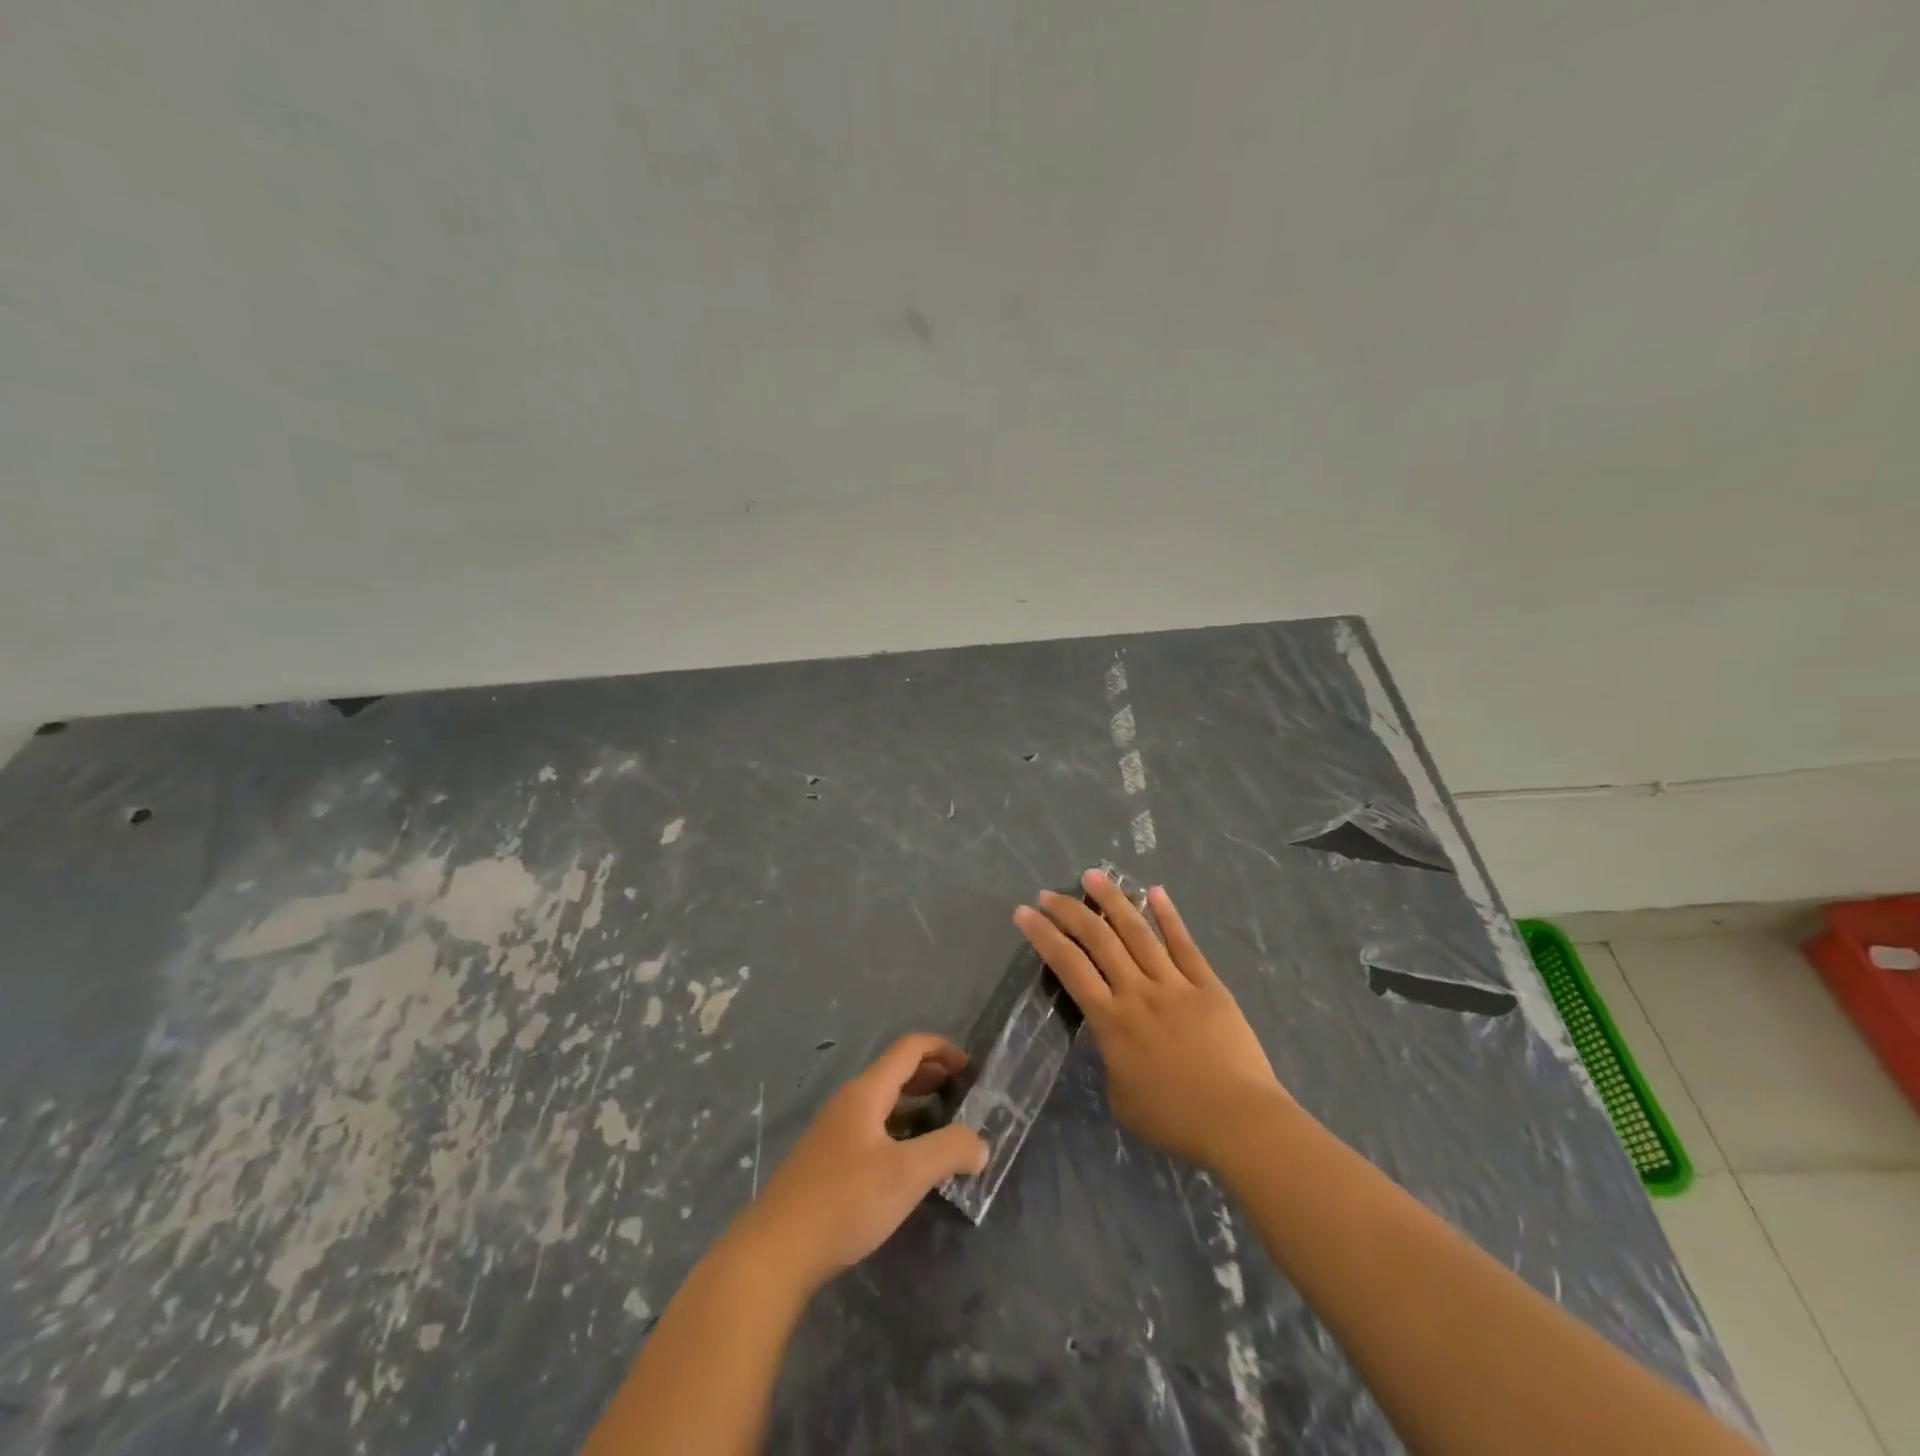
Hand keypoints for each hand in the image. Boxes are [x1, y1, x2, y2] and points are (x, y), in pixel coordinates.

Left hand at [729, 1034, 987, 1295]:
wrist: (774, 1253)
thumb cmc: (843, 1201)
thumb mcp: (905, 1175)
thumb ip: (948, 1152)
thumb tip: (980, 1144)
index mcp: (866, 1092)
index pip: (909, 1049)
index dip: (943, 1049)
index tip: (971, 1070)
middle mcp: (849, 1103)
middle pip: (896, 1072)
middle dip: (932, 1076)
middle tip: (963, 1097)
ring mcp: (834, 1133)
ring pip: (884, 1104)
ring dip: (916, 1106)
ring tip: (944, 1129)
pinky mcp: (827, 1164)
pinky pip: (872, 1131)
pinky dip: (899, 1132)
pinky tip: (910, 1164)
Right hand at [1014, 870, 1290, 1171]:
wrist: (1239, 1122)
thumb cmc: (1175, 1120)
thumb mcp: (1122, 1098)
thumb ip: (1110, 1060)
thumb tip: (1113, 1040)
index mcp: (1111, 1021)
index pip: (1068, 966)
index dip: (1043, 936)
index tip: (1024, 913)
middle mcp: (1137, 992)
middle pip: (1098, 939)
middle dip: (1069, 911)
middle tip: (1048, 893)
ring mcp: (1174, 984)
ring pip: (1137, 932)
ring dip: (1113, 900)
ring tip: (1093, 875)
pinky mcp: (1207, 985)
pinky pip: (1184, 944)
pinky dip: (1168, 916)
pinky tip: (1155, 892)